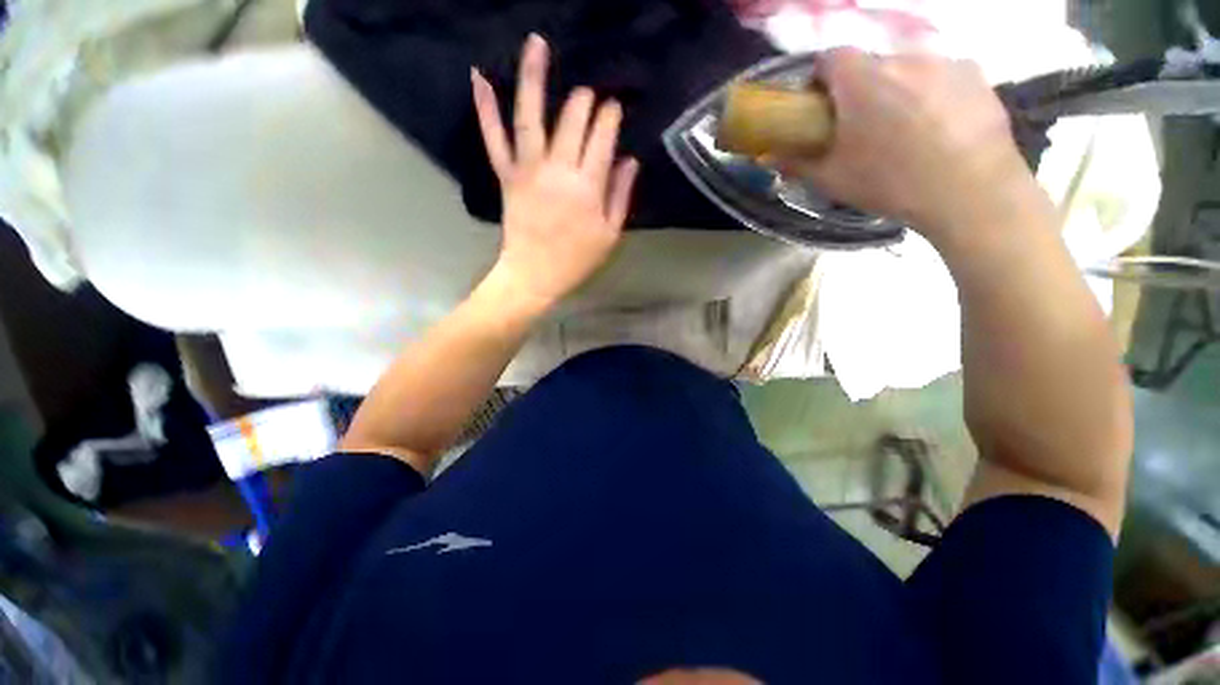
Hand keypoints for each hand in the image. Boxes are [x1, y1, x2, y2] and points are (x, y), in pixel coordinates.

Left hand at [471, 34, 639, 312]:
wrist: (534, 276)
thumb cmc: (576, 260)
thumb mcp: (609, 235)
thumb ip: (621, 196)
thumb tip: (630, 160)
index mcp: (588, 187)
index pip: (602, 138)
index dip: (610, 118)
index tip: (614, 108)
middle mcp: (559, 170)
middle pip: (572, 121)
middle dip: (585, 101)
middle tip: (590, 95)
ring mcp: (529, 170)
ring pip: (531, 116)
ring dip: (534, 76)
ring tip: (537, 43)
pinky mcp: (507, 176)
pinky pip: (495, 139)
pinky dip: (486, 108)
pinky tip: (480, 77)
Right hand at [777, 49, 1045, 248]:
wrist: (969, 191)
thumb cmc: (889, 182)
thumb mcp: (832, 179)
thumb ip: (796, 162)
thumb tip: (765, 157)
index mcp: (861, 80)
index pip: (829, 57)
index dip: (819, 79)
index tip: (820, 106)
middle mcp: (902, 58)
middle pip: (870, 64)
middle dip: (859, 89)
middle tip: (860, 126)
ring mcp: (944, 62)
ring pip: (908, 70)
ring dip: (897, 91)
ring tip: (903, 131)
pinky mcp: (977, 75)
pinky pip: (942, 77)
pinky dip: (933, 94)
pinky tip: (938, 128)